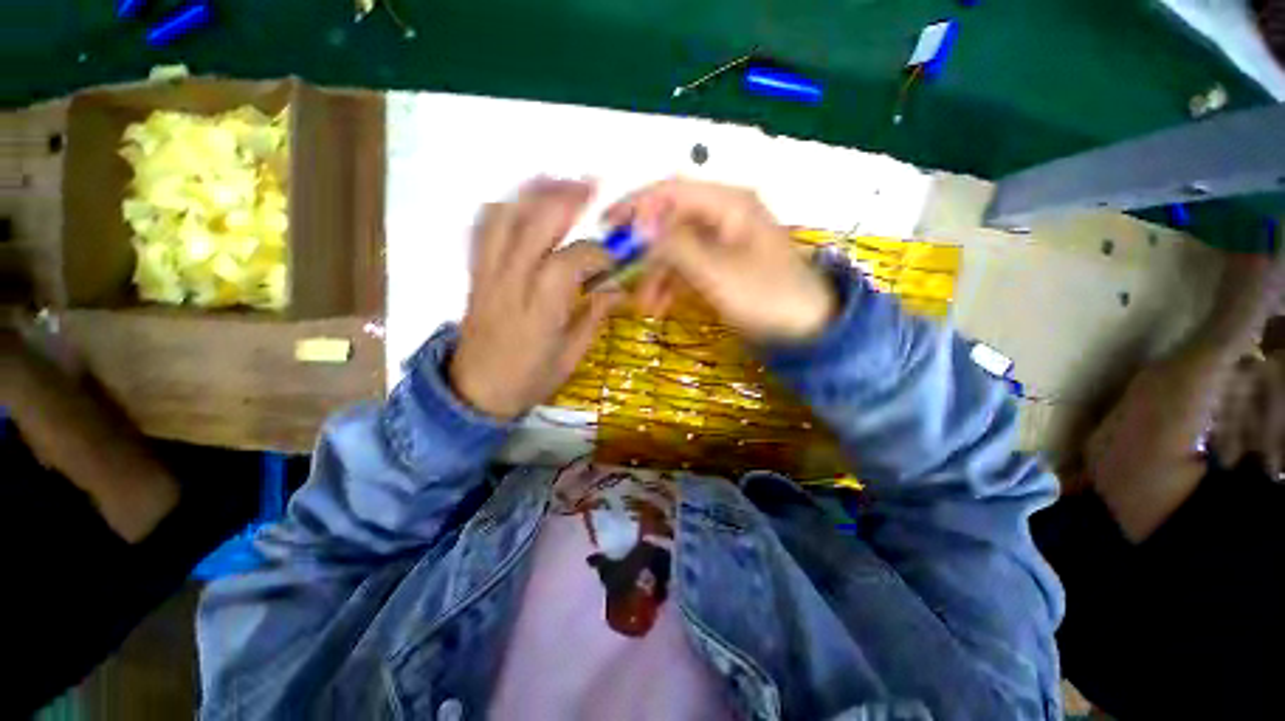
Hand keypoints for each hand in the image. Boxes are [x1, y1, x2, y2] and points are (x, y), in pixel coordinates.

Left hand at [449, 178, 619, 419]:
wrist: (475, 391)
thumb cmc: (529, 378)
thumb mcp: (572, 356)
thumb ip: (595, 316)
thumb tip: (618, 287)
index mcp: (538, 312)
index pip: (568, 262)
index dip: (597, 253)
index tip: (614, 259)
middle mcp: (509, 284)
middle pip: (533, 223)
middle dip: (567, 199)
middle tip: (593, 190)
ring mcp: (486, 274)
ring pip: (504, 215)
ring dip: (535, 192)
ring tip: (561, 185)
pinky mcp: (475, 272)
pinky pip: (483, 226)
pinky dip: (507, 206)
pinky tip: (527, 205)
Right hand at [605, 179, 835, 343]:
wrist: (805, 329)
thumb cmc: (767, 296)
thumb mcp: (717, 271)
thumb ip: (676, 245)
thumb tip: (638, 224)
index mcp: (728, 204)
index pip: (671, 191)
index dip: (636, 205)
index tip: (607, 226)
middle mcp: (723, 216)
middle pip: (670, 222)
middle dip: (645, 252)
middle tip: (622, 275)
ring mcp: (722, 242)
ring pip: (676, 249)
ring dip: (656, 274)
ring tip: (645, 304)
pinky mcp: (721, 265)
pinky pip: (687, 266)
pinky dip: (671, 284)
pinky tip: (660, 305)